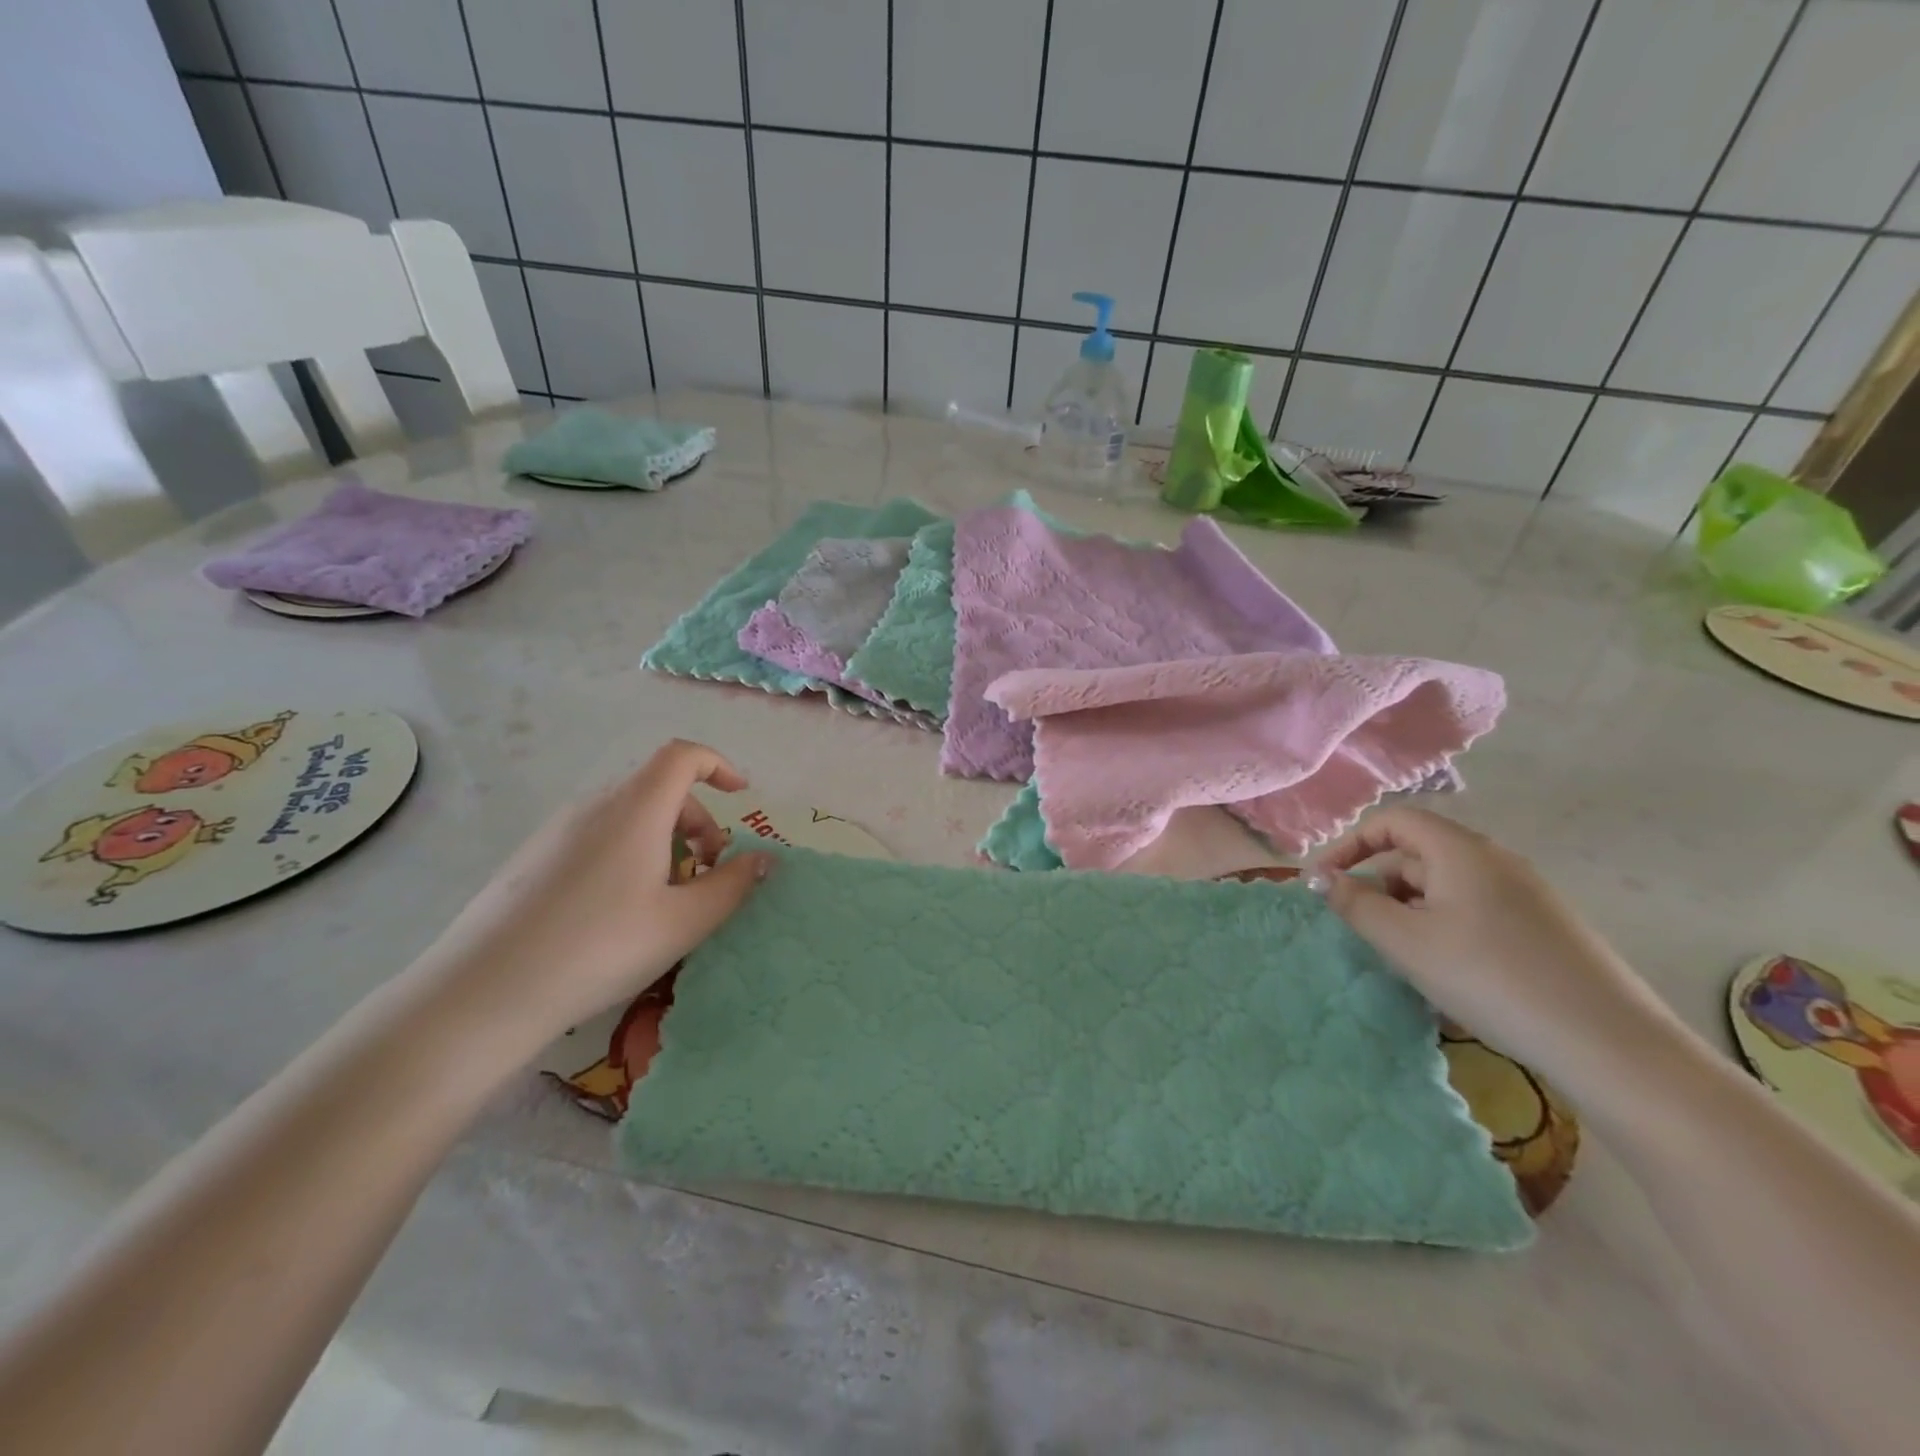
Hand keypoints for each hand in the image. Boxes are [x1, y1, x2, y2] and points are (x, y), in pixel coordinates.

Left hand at [406, 740, 772, 1055]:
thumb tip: (763, 859)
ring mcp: (558, 829)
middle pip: (660, 788)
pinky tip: (619, 910)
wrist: (484, 991)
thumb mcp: (683, 922)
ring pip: (629, 814)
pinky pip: (598, 835)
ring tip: (667, 896)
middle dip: (697, 820)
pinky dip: (629, 852)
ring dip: (664, 839)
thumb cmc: (600, 946)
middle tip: (709, 871)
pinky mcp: (533, 856)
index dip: (719, 765)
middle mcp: (596, 804)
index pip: (684, 755)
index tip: (742, 796)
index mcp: (637, 807)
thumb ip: (732, 885)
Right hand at [1309, 807, 1676, 1082]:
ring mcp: (1527, 894)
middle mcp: (1496, 860)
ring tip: (1405, 957)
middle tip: (1364, 929)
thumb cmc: (1489, 978)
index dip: (1351, 844)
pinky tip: (1450, 972)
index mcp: (1461, 850)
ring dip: (1411, 910)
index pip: (1393, 821)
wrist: (1608, 1043)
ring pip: (1447, 886)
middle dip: (1380, 884)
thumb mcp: (1405, 941)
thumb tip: (1322, 879)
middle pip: (1419, 853)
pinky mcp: (1546, 927)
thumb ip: (1355, 904)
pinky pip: (1476, 910)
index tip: (1326, 882)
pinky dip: (1445, 927)